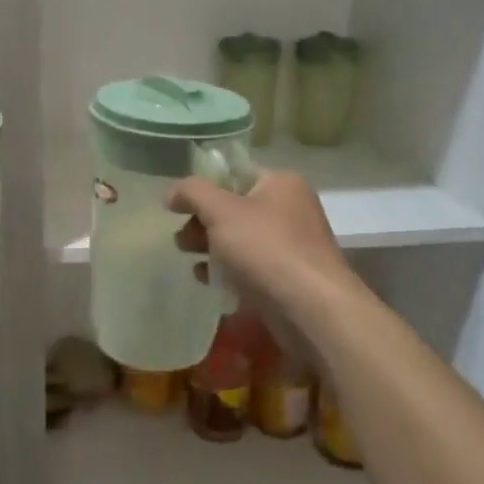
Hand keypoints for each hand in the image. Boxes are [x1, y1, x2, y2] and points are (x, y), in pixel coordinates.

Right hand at [168, 171, 357, 352]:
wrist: (312, 310)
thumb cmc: (266, 250)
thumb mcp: (221, 211)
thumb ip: (192, 193)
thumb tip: (172, 192)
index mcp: (281, 183)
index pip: (233, 173)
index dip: (202, 187)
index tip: (176, 207)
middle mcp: (291, 208)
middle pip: (234, 207)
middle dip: (203, 223)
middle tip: (182, 241)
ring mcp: (292, 244)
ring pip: (241, 239)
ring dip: (212, 248)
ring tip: (192, 262)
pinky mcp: (289, 276)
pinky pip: (251, 266)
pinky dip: (230, 271)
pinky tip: (210, 282)